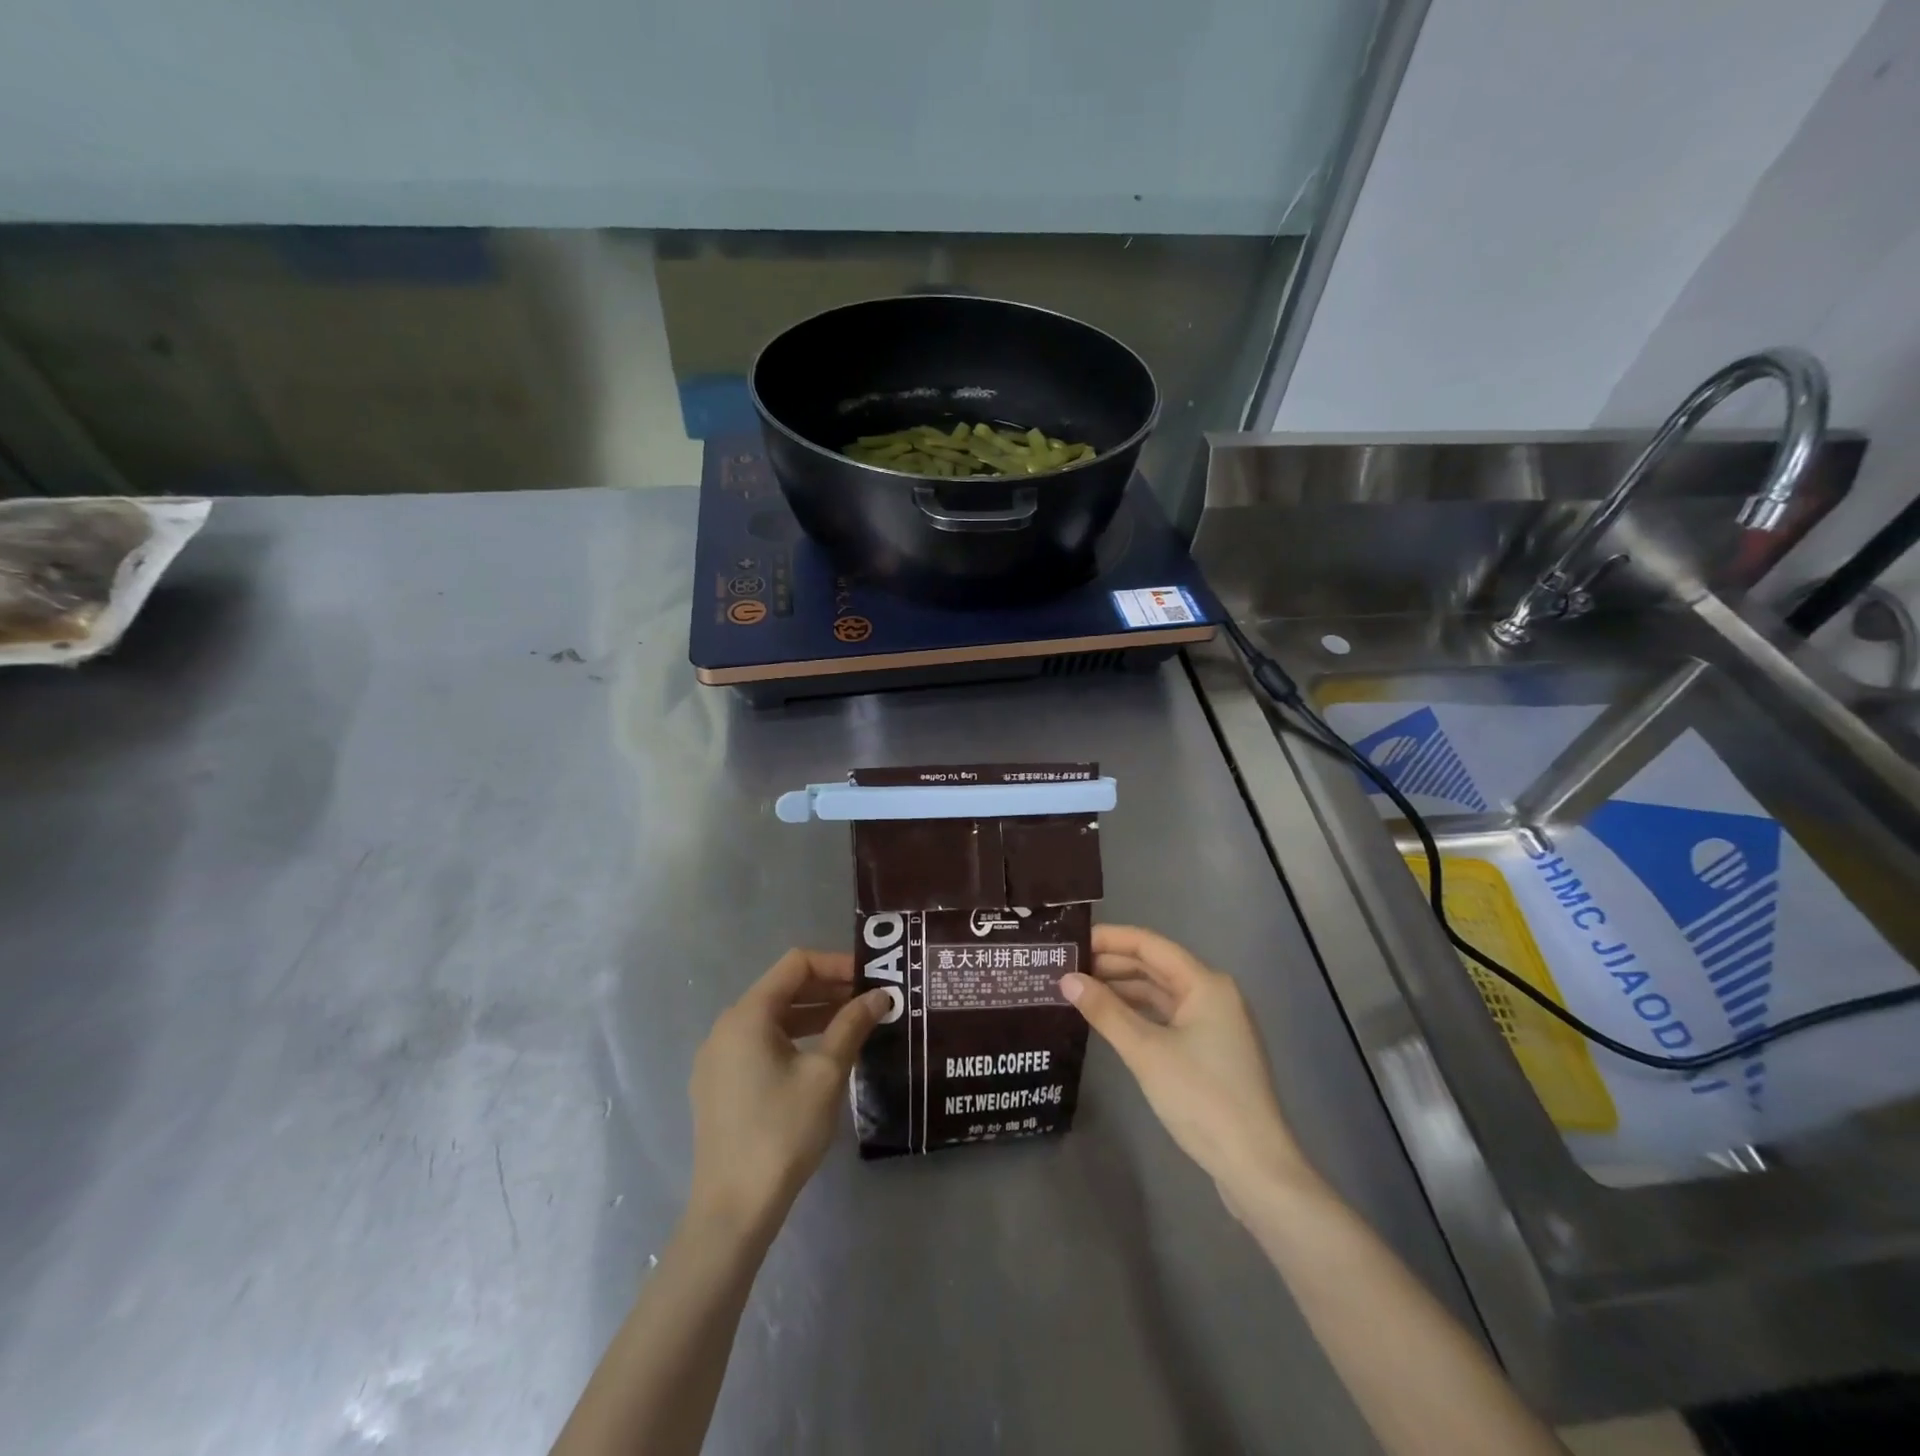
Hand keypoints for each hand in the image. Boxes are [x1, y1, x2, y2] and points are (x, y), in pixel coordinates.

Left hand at [687, 949, 887, 1233]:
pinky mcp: (718, 1085)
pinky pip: (759, 1044)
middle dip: (828, 989)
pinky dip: (792, 1039)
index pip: (796, 964)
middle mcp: (726, 1027)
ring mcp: (717, 1058)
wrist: (733, 1209)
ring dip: (813, 1015)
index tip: (871, 977)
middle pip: (782, 988)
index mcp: (747, 1015)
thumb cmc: (782, 1131)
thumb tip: (880, 995)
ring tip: (853, 1025)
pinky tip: (821, 1056)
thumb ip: (852, 1025)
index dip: (836, 964)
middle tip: (869, 1000)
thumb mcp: (826, 1074)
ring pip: (772, 1018)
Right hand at [1062, 925, 1310, 1210]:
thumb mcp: (1146, 1052)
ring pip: (1160, 993)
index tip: (1071, 941)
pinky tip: (1109, 1019)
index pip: (1149, 945)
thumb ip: (1105, 1011)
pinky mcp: (1209, 1050)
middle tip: (1066, 967)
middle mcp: (1213, 994)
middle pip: (1155, 966)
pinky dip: (1138, 1014)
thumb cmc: (1202, 1098)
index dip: (1109, 939)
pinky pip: (1167, 1017)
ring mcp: (1214, 1023)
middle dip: (1111, 965)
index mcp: (1205, 983)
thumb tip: (1066, 979)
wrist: (1255, 1166)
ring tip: (1079, 991)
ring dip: (1122, 990)